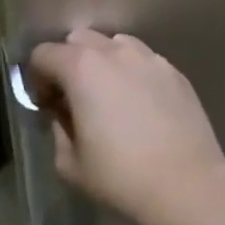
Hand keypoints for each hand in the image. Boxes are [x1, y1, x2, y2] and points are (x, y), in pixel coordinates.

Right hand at [27, 30, 224, 224]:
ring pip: (114, 44)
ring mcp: (148, 57)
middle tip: (74, 98)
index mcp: (81, 68)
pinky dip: (132, 73)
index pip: (44, 53)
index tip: (47, 106)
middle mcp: (114, 51)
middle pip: (78, 39)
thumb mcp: (70, 164)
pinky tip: (141, 105)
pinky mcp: (174, 71)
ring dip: (102, 62)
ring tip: (110, 97)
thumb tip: (63, 114)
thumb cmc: (121, 177)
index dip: (37, 78)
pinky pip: (143, 60)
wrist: (187, 185)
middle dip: (68, 62)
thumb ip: (58, 130)